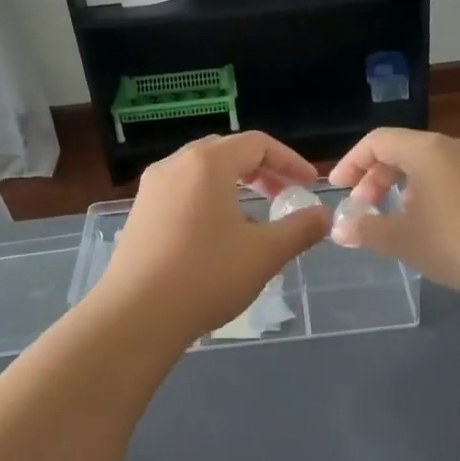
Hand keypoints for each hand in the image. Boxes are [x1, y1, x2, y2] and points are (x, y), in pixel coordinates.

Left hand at [89, 133, 329, 346]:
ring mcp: (151, 189)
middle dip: (261, 170)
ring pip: (201, 174)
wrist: (136, 316)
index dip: (289, 161)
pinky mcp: (139, 215)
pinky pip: (182, 194)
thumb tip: (323, 216)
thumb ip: (300, 229)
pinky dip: (208, 201)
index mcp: (207, 163)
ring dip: (234, 187)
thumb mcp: (265, 253)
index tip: (310, 185)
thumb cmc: (206, 276)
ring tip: (255, 220)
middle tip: (284, 195)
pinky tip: (218, 238)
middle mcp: (175, 165)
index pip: (257, 144)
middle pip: (226, 153)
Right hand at [327, 129, 459, 301]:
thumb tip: (340, 229)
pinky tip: (430, 225)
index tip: (338, 190)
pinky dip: (428, 192)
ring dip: (402, 187)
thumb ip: (366, 230)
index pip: (378, 141)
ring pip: (428, 165)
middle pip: (403, 151)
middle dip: (376, 178)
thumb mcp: (402, 240)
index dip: (351, 163)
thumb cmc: (456, 242)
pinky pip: (450, 177)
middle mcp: (454, 146)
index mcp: (426, 150)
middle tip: (364, 209)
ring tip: (396, 219)